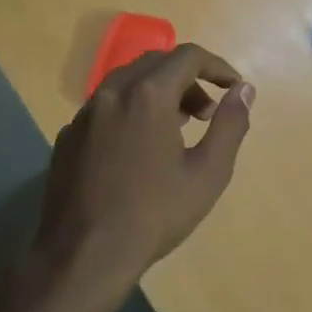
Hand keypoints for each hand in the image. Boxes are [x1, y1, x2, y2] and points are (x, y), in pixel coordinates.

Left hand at [30, 43, 254, 303]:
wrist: (83, 255)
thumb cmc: (154, 214)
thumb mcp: (208, 172)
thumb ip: (230, 124)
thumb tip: (243, 90)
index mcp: (148, 95)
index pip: (188, 56)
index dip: (217, 66)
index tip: (233, 88)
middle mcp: (112, 92)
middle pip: (156, 63)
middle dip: (188, 78)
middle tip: (207, 112)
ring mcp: (84, 114)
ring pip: (127, 82)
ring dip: (158, 92)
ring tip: (178, 128)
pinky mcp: (68, 136)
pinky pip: (106, 107)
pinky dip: (131, 110)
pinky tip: (139, 149)